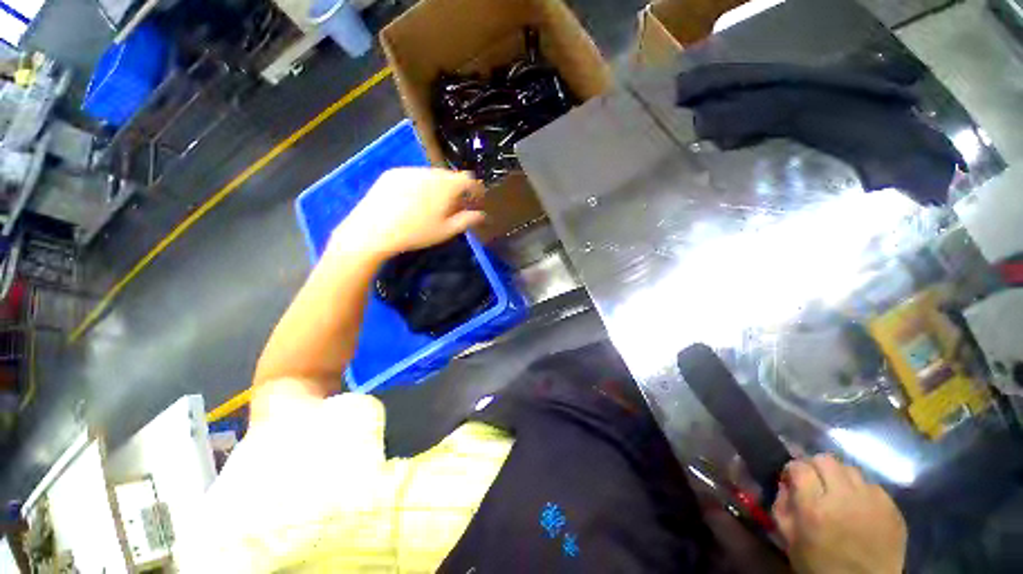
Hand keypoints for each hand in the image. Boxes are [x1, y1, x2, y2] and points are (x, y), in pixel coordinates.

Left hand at [329, 168, 484, 258]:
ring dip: (438, 187)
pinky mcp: (392, 173)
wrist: (373, 230)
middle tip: (453, 206)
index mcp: (446, 185)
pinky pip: (414, 175)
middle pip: (450, 176)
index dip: (476, 189)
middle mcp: (429, 171)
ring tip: (432, 205)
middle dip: (456, 189)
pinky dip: (420, 185)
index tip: (477, 200)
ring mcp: (409, 170)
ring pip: (432, 175)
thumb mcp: (446, 230)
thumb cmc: (416, 233)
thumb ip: (467, 220)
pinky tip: (411, 202)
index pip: (469, 179)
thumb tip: (483, 215)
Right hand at [773, 454, 906, 573]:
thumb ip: (782, 505)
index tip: (791, 479)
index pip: (799, 466)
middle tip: (814, 482)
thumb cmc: (819, 565)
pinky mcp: (892, 509)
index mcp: (814, 507)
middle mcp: (843, 497)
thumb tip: (785, 483)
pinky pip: (873, 486)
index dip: (793, 469)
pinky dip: (862, 491)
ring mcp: (872, 502)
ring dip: (840, 477)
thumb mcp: (789, 538)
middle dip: (815, 467)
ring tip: (839, 494)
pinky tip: (860, 507)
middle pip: (826, 460)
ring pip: (851, 470)